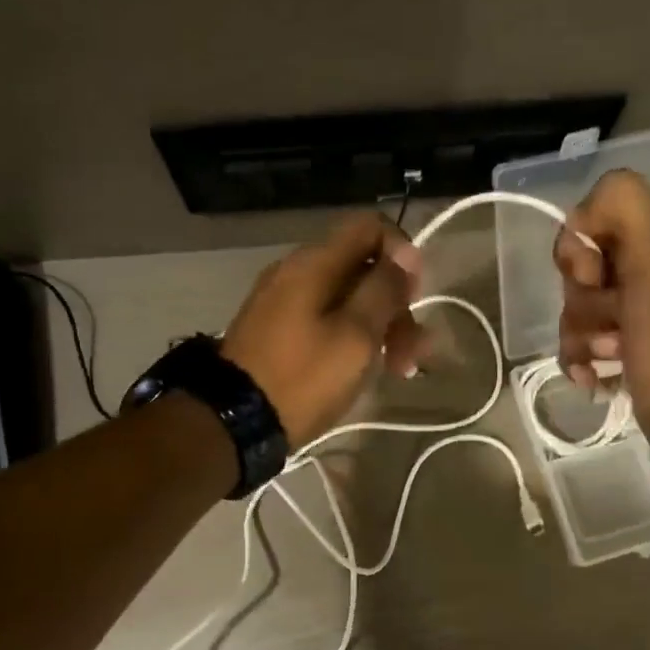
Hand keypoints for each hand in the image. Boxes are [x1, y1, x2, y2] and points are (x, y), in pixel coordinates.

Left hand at [221, 211, 424, 447]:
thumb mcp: (356, 336)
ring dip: (380, 327)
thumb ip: (383, 291)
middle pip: (362, 268)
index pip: (370, 226)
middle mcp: (296, 272)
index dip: (402, 253)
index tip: (415, 296)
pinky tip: (364, 369)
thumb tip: (407, 253)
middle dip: (396, 305)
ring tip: (399, 370)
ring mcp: (283, 302)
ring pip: (347, 299)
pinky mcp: (277, 331)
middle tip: (414, 353)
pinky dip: (352, 338)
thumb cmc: (303, 378)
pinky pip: (325, 320)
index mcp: (314, 263)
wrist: (235, 423)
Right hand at [552, 169, 649, 436]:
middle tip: (615, 317)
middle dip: (583, 298)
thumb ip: (620, 200)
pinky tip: (596, 375)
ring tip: (611, 354)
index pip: (588, 218)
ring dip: (582, 333)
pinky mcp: (622, 344)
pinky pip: (576, 340)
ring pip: (573, 306)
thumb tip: (581, 226)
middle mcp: (649, 262)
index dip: (580, 248)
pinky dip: (580, 358)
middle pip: (577, 267)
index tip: (597, 275)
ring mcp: (633, 306)